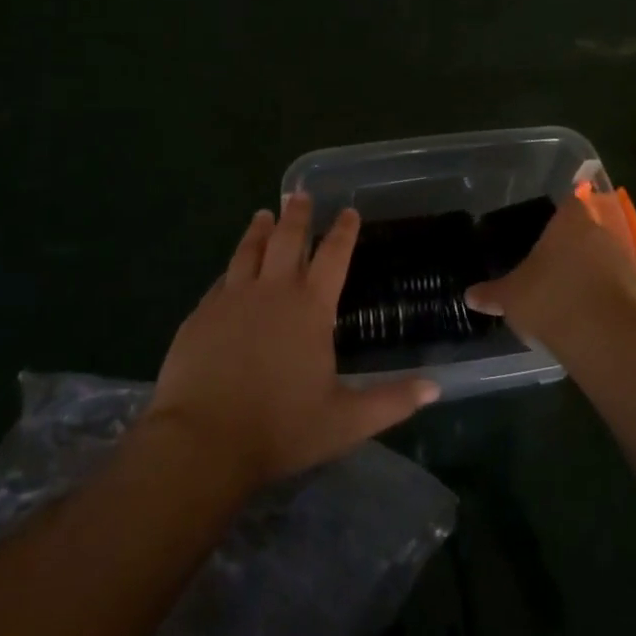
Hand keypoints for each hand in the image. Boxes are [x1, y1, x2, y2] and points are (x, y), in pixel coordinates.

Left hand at [147, 193, 439, 488]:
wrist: (202, 442)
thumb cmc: (280, 429)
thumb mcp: (346, 421)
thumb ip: (391, 401)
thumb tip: (435, 387)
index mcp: (310, 308)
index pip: (334, 256)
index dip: (344, 232)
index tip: (349, 210)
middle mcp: (272, 292)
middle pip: (286, 240)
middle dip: (296, 215)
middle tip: (299, 194)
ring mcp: (231, 300)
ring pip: (248, 251)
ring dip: (258, 230)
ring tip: (263, 214)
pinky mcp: (200, 315)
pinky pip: (221, 280)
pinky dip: (231, 266)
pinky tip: (230, 269)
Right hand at [465, 195, 635, 351]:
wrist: (603, 337)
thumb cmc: (550, 300)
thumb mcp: (510, 297)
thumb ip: (491, 293)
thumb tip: (469, 295)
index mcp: (570, 222)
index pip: (569, 202)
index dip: (559, 214)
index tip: (546, 229)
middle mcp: (602, 232)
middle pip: (588, 230)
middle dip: (573, 246)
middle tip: (553, 265)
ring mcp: (626, 260)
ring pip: (606, 257)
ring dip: (593, 271)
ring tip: (570, 294)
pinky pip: (619, 285)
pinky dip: (607, 295)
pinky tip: (590, 315)